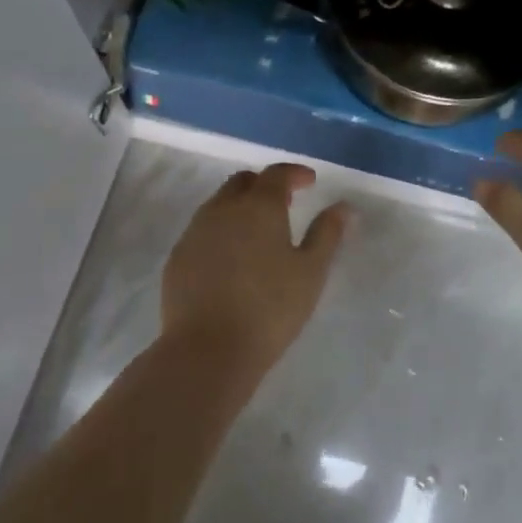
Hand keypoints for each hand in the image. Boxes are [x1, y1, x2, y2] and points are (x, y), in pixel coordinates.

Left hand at [162, 164, 349, 377]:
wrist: (207, 349)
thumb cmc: (270, 309)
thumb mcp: (310, 272)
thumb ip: (327, 234)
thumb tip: (344, 207)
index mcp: (258, 206)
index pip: (276, 174)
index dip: (295, 173)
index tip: (310, 181)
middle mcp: (222, 209)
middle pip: (243, 182)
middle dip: (265, 185)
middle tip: (285, 202)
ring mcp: (195, 231)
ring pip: (219, 204)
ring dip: (240, 206)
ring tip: (258, 231)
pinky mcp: (178, 256)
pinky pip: (202, 230)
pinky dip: (221, 231)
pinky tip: (231, 258)